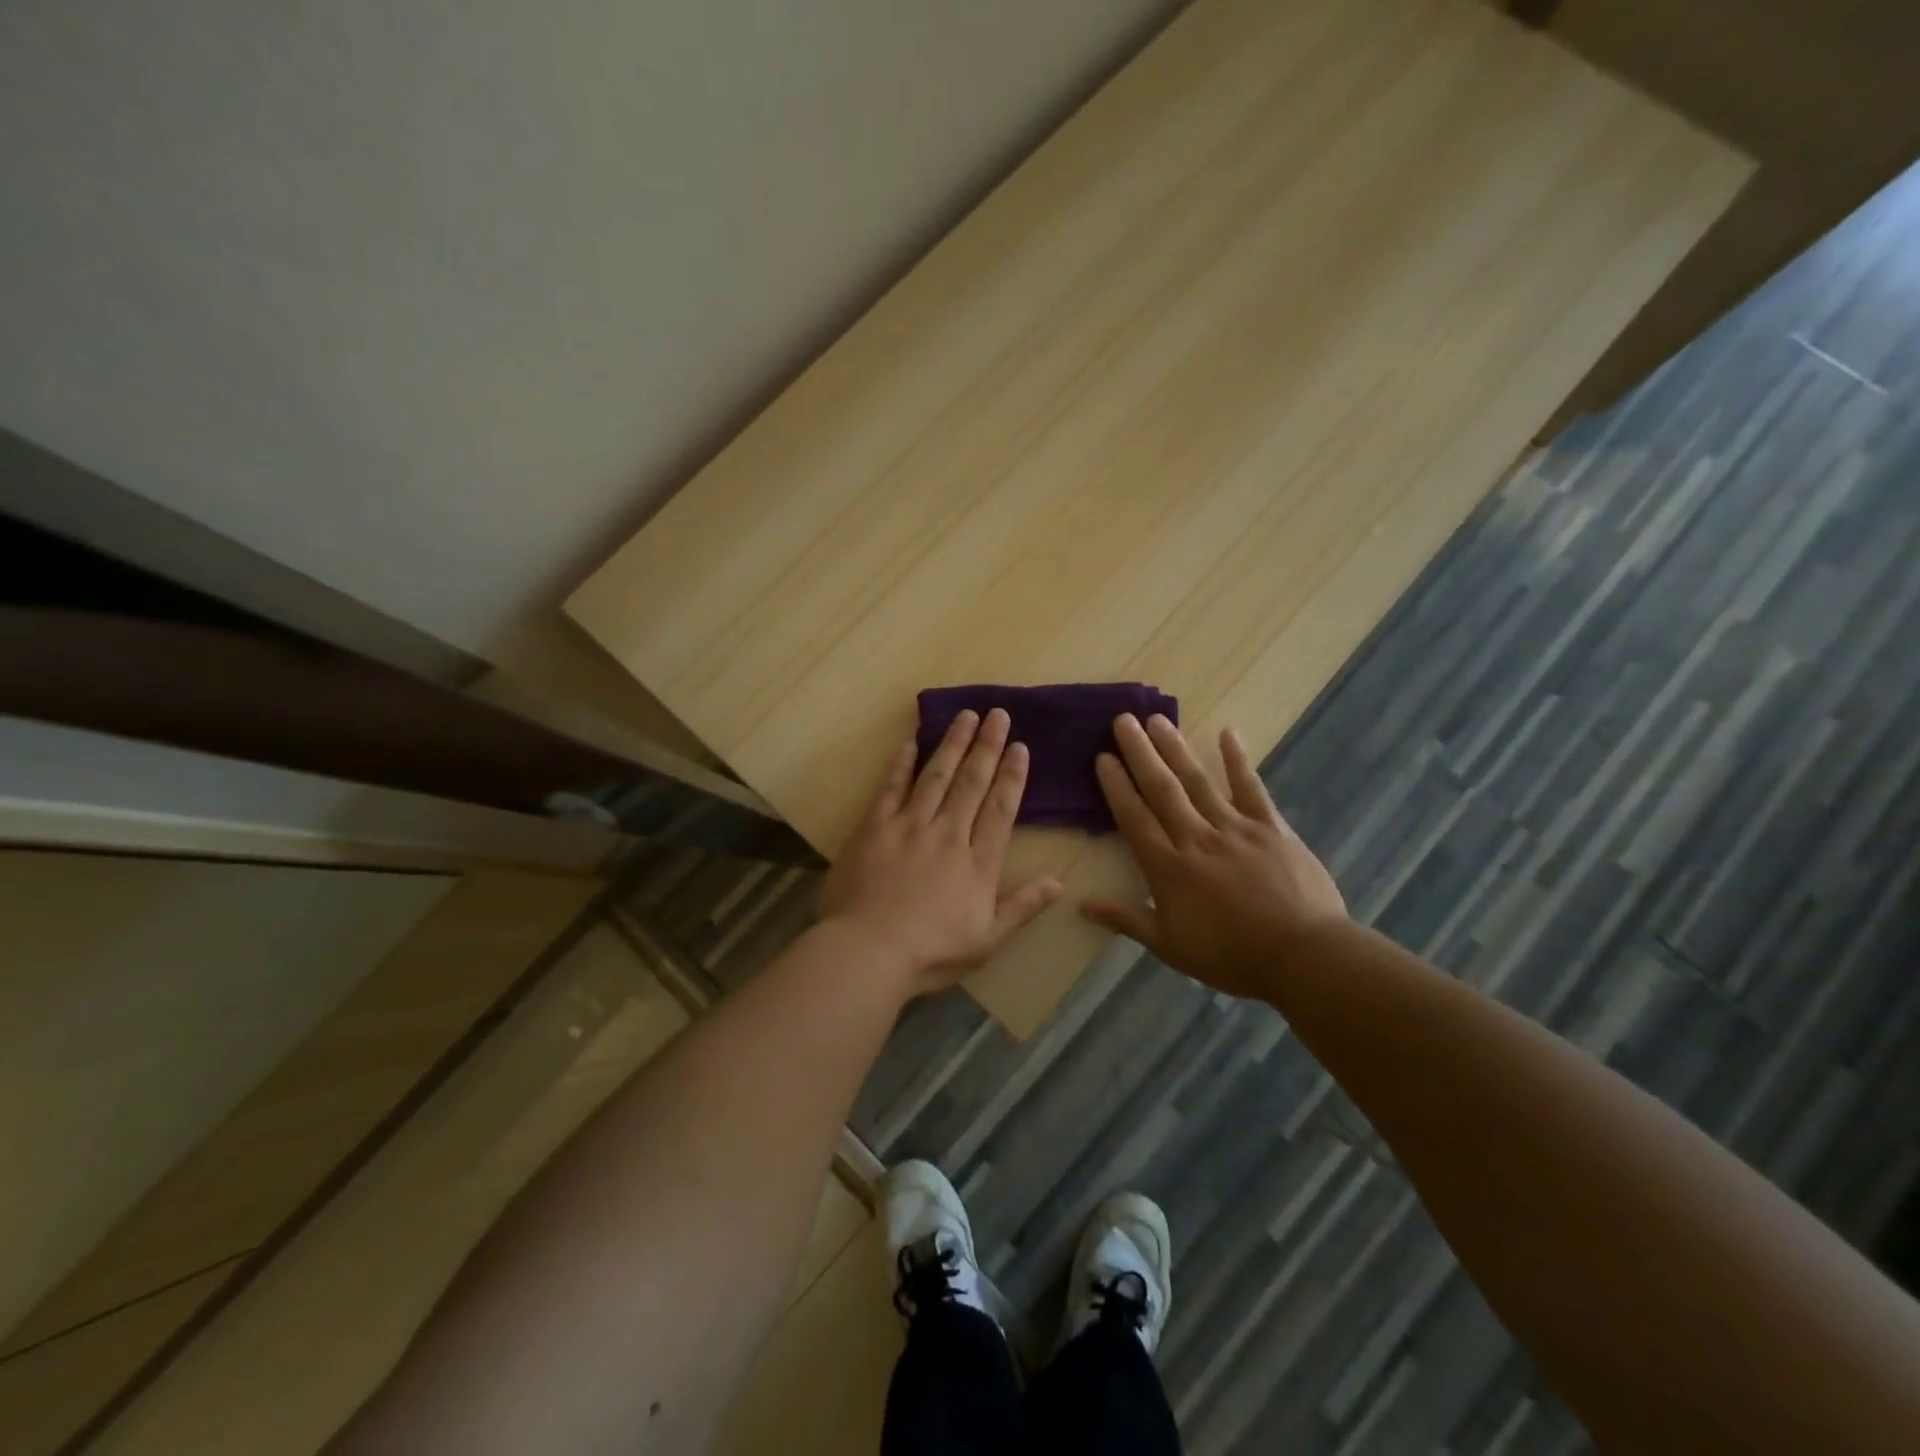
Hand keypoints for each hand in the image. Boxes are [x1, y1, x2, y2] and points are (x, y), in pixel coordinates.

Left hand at [820, 708, 1062, 995]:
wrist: (867, 952)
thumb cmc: (930, 953)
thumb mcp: (987, 940)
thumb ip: (1023, 907)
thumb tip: (1060, 883)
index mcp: (977, 862)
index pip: (1000, 809)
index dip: (1012, 776)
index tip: (1020, 747)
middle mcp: (947, 834)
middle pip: (971, 783)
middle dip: (987, 746)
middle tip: (997, 715)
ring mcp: (908, 826)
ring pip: (936, 776)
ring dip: (952, 744)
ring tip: (965, 716)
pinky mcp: (873, 828)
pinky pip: (890, 788)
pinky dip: (901, 765)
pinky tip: (910, 743)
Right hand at [1082, 714, 1346, 997]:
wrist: (1302, 956)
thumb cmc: (1231, 956)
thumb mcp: (1170, 946)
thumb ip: (1127, 919)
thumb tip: (1081, 905)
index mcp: (1168, 867)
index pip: (1134, 818)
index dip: (1116, 786)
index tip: (1103, 758)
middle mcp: (1195, 838)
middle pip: (1161, 789)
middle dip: (1140, 753)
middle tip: (1124, 721)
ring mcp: (1235, 829)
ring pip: (1198, 782)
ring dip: (1176, 749)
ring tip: (1158, 720)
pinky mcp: (1270, 828)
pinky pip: (1251, 788)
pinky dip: (1239, 760)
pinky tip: (1228, 733)